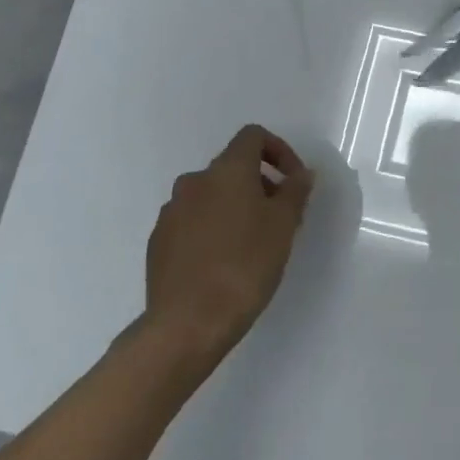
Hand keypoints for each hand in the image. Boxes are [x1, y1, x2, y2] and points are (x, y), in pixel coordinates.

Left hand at [144, 126, 314, 359]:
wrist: (187, 323)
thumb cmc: (245, 266)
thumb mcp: (284, 226)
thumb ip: (295, 192)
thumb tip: (301, 173)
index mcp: (226, 170)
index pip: (253, 136)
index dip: (279, 150)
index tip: (294, 181)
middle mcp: (194, 181)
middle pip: (232, 167)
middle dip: (260, 183)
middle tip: (280, 217)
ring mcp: (171, 211)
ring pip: (211, 195)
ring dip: (235, 207)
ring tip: (253, 243)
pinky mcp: (158, 241)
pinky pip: (192, 221)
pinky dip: (212, 228)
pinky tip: (223, 262)